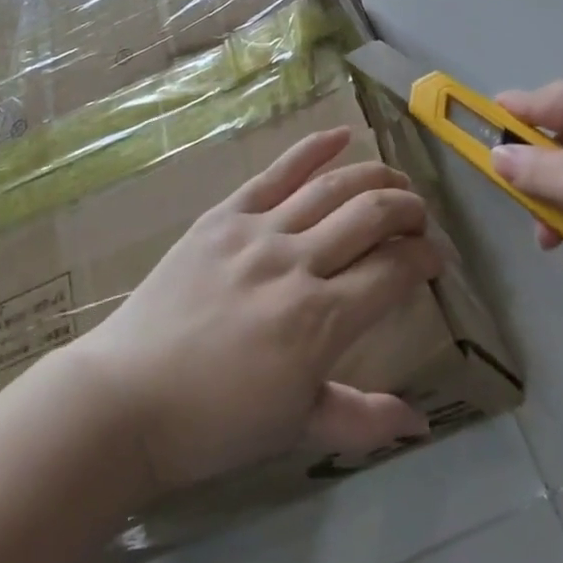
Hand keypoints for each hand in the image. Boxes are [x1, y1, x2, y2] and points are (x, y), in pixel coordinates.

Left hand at [69, 126, 440, 493]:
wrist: (127, 397)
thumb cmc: (215, 422)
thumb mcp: (296, 427)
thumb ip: (362, 419)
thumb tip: (421, 420)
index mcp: (320, 320)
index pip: (393, 271)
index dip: (424, 259)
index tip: (435, 260)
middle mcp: (297, 263)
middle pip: (371, 216)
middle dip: (408, 211)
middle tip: (420, 218)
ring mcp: (258, 231)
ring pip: (332, 187)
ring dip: (375, 177)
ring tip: (397, 181)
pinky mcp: (225, 214)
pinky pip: (277, 172)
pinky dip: (313, 148)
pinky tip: (342, 135)